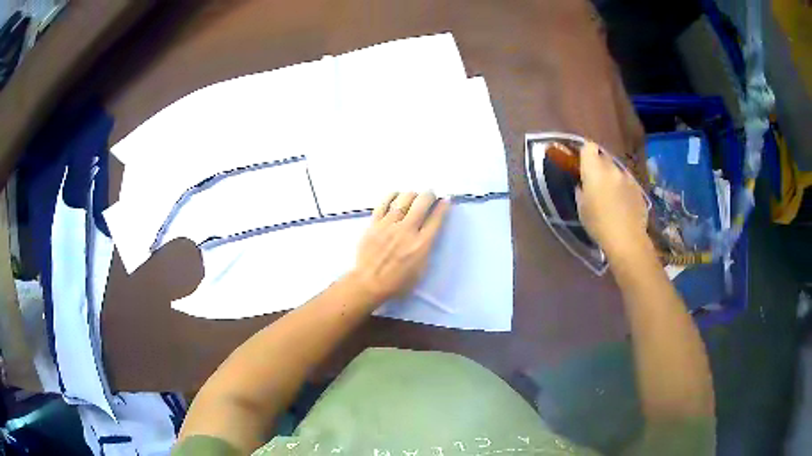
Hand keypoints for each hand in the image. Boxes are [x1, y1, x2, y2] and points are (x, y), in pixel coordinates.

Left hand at [346, 192, 449, 304]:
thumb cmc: (398, 282)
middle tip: (430, 195)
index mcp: (421, 244)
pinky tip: (397, 195)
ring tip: (414, 196)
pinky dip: (392, 196)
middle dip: (429, 195)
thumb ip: (426, 250)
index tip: (445, 200)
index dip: (443, 206)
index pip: (436, 219)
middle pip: (422, 203)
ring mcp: (389, 225)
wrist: (369, 283)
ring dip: (412, 194)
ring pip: (404, 199)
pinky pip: (384, 203)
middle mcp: (407, 230)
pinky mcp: (374, 224)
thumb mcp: (421, 270)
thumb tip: (429, 233)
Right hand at [577, 142, 649, 257]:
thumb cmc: (598, 224)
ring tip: (610, 194)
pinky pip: (627, 181)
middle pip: (603, 156)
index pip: (588, 147)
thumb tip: (583, 184)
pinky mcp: (638, 188)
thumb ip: (581, 190)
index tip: (581, 164)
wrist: (627, 239)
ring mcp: (628, 177)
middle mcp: (612, 168)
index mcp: (595, 170)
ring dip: (612, 176)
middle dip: (598, 165)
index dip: (584, 153)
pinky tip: (622, 204)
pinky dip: (623, 187)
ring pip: (616, 170)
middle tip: (595, 181)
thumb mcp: (582, 208)